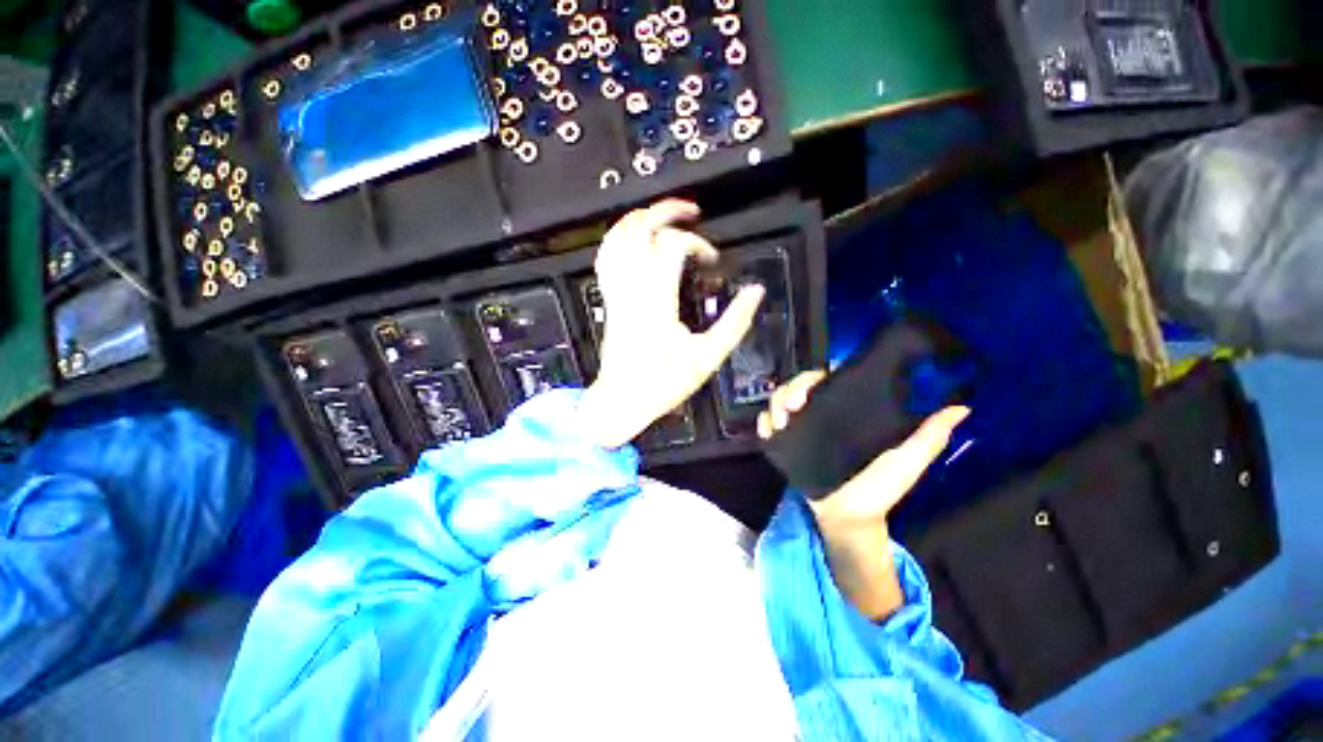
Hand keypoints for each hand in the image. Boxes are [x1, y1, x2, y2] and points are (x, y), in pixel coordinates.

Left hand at [579, 200, 765, 449]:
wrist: (623, 400)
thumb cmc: (664, 383)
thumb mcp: (707, 358)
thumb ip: (734, 322)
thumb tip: (756, 291)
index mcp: (657, 302)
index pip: (671, 247)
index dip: (696, 243)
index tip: (711, 259)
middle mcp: (632, 289)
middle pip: (638, 229)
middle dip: (664, 211)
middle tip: (690, 211)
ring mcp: (615, 292)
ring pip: (617, 238)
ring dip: (641, 219)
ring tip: (665, 216)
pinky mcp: (609, 299)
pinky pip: (606, 257)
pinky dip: (620, 238)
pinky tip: (636, 238)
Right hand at [757, 370, 970, 534]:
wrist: (848, 517)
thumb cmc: (879, 489)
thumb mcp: (906, 462)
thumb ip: (929, 437)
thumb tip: (961, 408)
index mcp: (846, 412)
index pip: (825, 380)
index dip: (814, 377)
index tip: (811, 388)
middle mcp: (820, 414)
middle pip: (795, 387)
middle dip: (788, 391)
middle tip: (791, 408)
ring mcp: (800, 428)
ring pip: (778, 401)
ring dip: (773, 405)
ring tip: (778, 422)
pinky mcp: (785, 443)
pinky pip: (766, 425)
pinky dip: (762, 422)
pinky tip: (767, 430)